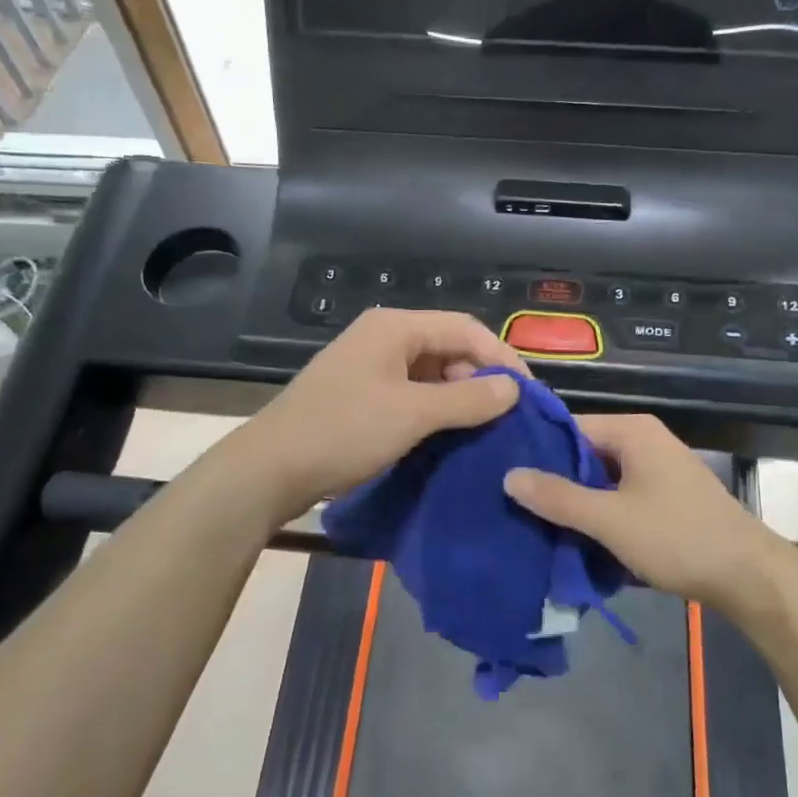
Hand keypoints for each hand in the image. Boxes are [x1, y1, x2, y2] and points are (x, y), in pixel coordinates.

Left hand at [234, 309, 527, 521]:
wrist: (270, 468)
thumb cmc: (345, 431)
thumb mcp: (413, 414)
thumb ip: (468, 399)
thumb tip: (514, 389)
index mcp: (395, 328)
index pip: (465, 328)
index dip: (501, 358)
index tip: (527, 394)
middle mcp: (383, 337)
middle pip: (448, 347)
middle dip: (479, 378)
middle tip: (505, 416)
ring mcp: (368, 365)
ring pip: (430, 372)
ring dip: (458, 396)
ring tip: (482, 428)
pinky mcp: (359, 392)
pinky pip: (410, 391)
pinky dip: (433, 408)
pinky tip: (447, 434)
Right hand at [503, 414, 796, 610]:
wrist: (748, 576)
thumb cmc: (677, 537)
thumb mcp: (609, 519)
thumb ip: (558, 497)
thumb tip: (509, 475)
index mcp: (632, 431)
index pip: (568, 428)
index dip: (536, 451)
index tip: (502, 475)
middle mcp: (645, 441)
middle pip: (584, 454)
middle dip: (554, 482)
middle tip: (513, 506)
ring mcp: (658, 470)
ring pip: (601, 479)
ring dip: (576, 503)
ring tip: (535, 525)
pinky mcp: (666, 497)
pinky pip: (620, 497)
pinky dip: (600, 514)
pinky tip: (575, 538)